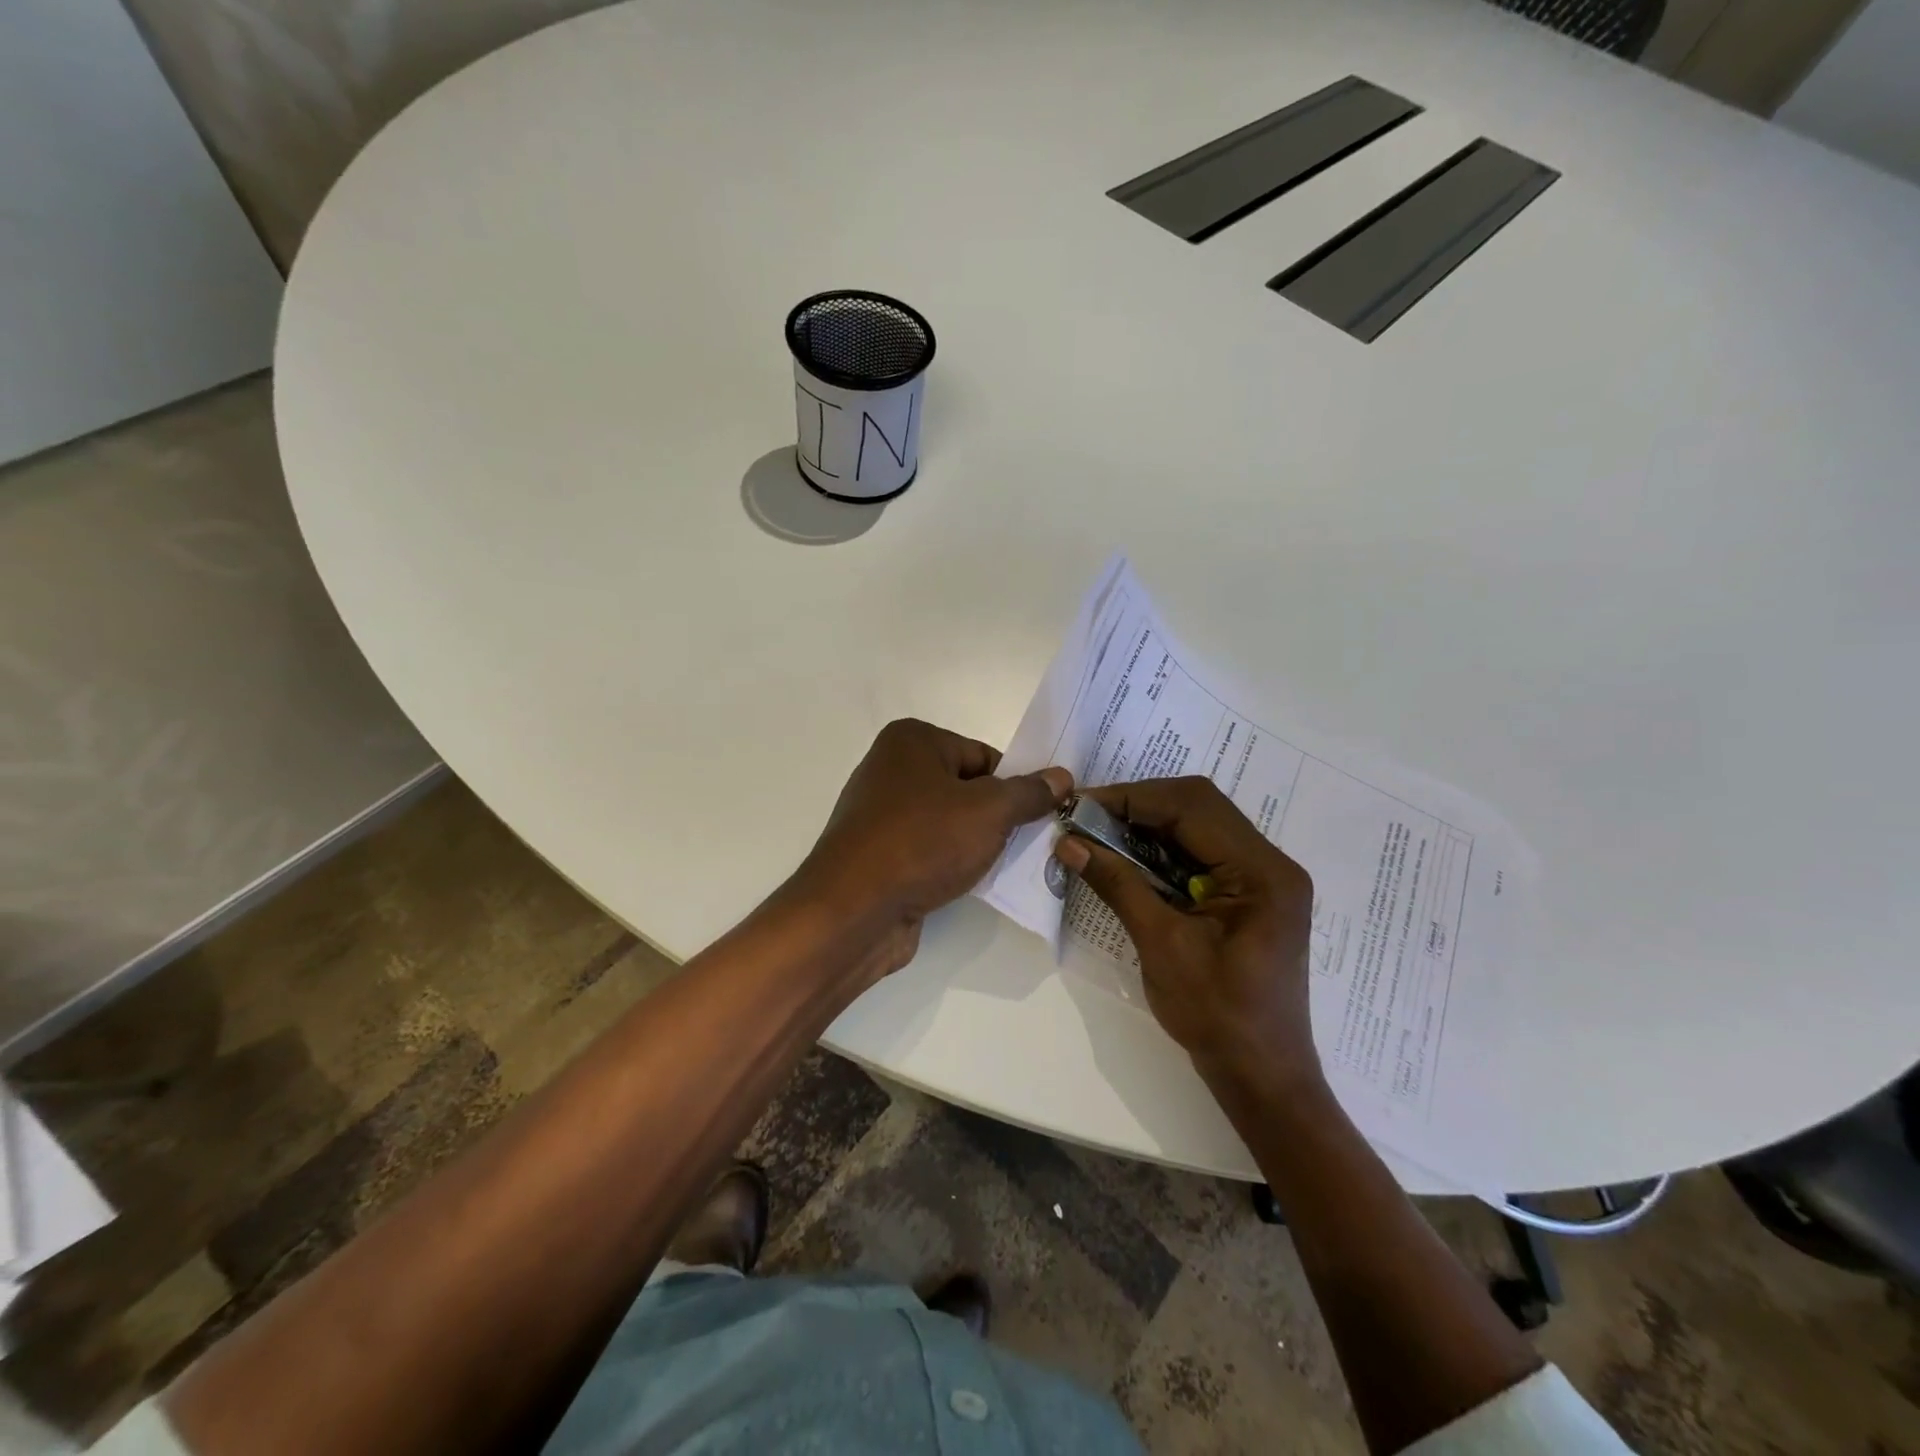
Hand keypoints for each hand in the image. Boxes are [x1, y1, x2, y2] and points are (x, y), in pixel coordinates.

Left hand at [794, 719, 1071, 975]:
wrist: (853, 911)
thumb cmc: (922, 842)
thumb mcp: (989, 812)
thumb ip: (1029, 793)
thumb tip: (1061, 777)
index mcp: (912, 740)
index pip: (983, 756)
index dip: (1014, 786)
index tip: (1039, 816)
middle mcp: (891, 768)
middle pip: (966, 788)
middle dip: (997, 817)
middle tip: (1028, 843)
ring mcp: (880, 814)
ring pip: (948, 822)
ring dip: (976, 843)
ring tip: (1000, 866)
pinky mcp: (878, 854)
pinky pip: (928, 850)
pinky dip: (950, 863)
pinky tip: (967, 883)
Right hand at [1053, 777, 1319, 1092]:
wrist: (1262, 1077)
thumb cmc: (1217, 1016)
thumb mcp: (1162, 945)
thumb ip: (1118, 885)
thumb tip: (1069, 843)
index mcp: (1263, 872)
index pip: (1192, 808)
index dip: (1133, 799)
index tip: (1082, 806)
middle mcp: (1270, 863)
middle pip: (1199, 807)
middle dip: (1139, 805)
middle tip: (1087, 817)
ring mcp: (1263, 878)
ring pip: (1199, 825)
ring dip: (1148, 824)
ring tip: (1100, 833)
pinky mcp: (1249, 894)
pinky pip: (1201, 852)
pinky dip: (1161, 849)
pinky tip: (1128, 858)